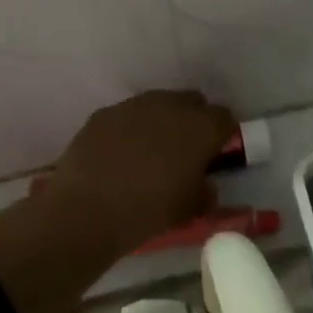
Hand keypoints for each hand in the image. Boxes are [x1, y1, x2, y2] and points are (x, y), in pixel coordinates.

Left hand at [36, 90, 237, 253]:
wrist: (87, 209)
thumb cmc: (149, 210)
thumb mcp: (190, 209)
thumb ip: (204, 191)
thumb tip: (204, 185)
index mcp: (201, 127)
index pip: (224, 118)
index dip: (221, 135)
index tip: (214, 154)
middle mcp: (171, 105)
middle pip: (192, 102)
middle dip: (192, 121)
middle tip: (184, 151)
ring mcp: (134, 105)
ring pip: (158, 104)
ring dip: (160, 122)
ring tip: (149, 152)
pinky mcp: (105, 112)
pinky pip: (127, 115)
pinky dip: (129, 129)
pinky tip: (119, 154)